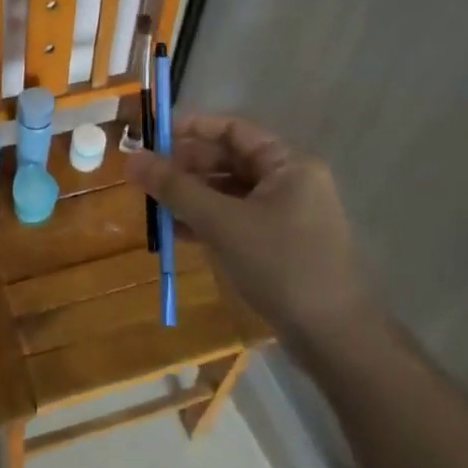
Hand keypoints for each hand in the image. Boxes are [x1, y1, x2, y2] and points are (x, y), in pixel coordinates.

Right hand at [127, 114, 376, 355]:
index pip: (233, 129)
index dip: (192, 129)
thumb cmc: (281, 266)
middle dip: (186, 168)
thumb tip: (132, 159)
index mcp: (287, 164)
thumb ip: (175, 188)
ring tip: (155, 208)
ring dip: (192, 197)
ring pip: (228, 192)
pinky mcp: (279, 244)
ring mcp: (286, 214)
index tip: (153, 138)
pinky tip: (177, 234)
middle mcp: (289, 181)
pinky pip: (235, 219)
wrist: (334, 338)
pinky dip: (207, 221)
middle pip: (229, 160)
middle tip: (147, 178)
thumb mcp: (221, 223)